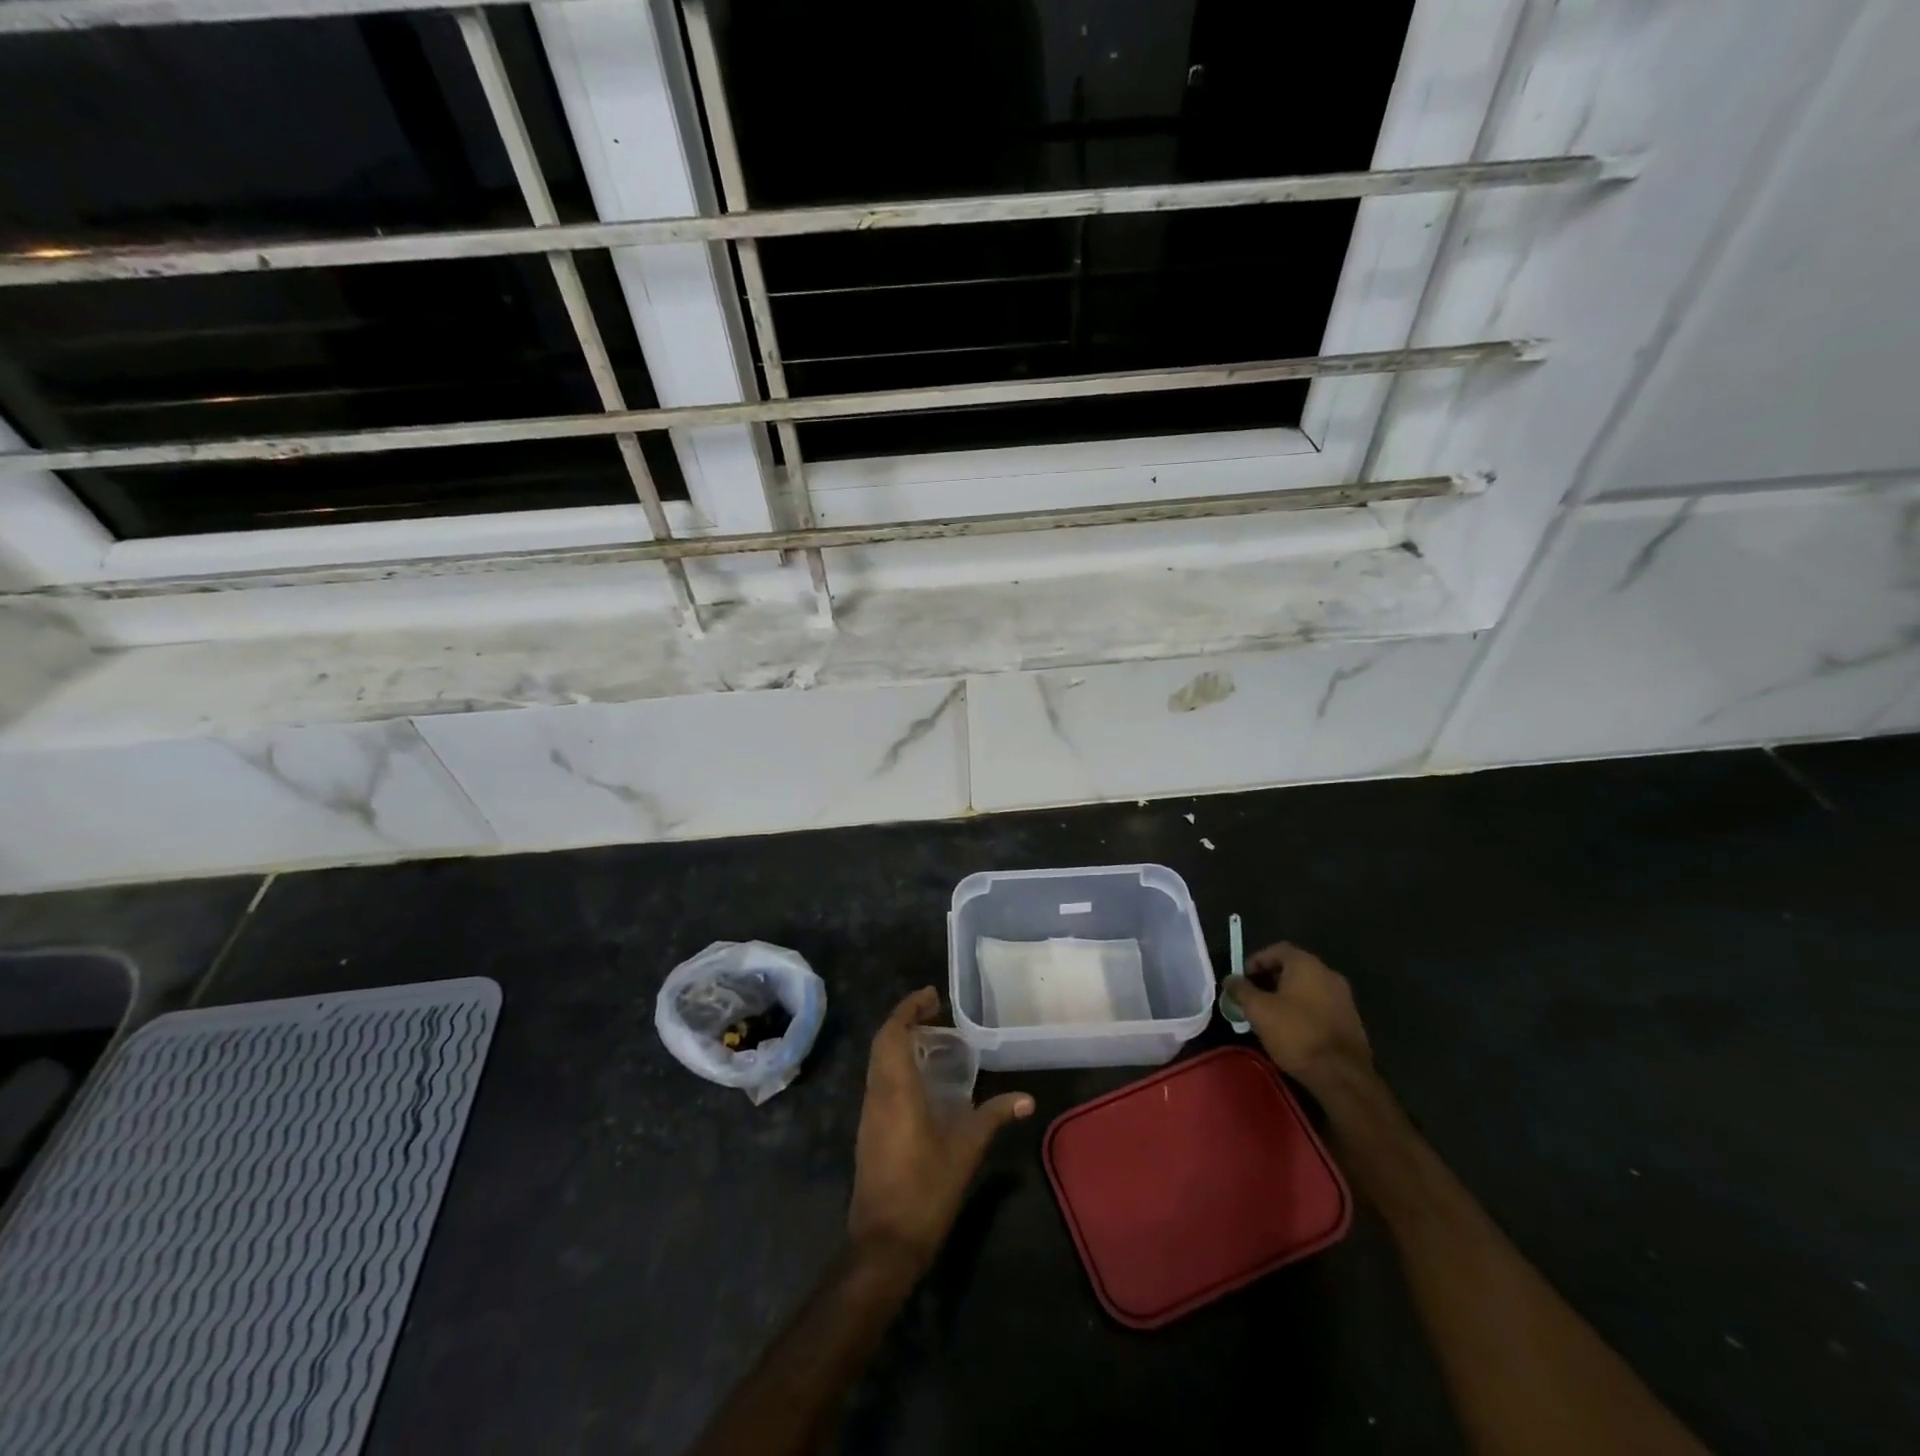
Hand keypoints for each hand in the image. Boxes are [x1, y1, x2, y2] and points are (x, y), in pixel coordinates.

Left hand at [847, 988, 1033, 1273]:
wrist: (883, 1243)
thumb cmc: (925, 1190)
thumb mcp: (966, 1150)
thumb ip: (994, 1117)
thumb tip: (1027, 1099)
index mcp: (896, 1090)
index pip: (893, 1033)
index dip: (909, 1008)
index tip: (932, 995)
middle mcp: (877, 1093)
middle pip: (882, 1042)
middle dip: (905, 1019)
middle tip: (935, 1011)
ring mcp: (869, 1113)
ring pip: (877, 1061)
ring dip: (898, 1041)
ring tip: (932, 1037)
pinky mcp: (869, 1130)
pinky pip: (879, 1080)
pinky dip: (896, 1063)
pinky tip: (921, 1077)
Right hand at [1226, 942, 1373, 1097]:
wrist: (1343, 1076)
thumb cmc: (1296, 1034)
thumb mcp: (1258, 1010)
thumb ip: (1241, 990)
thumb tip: (1231, 980)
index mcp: (1307, 964)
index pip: (1276, 949)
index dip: (1255, 961)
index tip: (1241, 980)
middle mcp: (1328, 974)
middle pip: (1292, 968)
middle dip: (1268, 980)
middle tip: (1251, 999)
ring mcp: (1343, 998)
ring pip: (1306, 988)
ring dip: (1285, 997)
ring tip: (1268, 1017)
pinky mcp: (1350, 1021)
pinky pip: (1319, 1006)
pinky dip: (1302, 1011)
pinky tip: (1291, 1031)